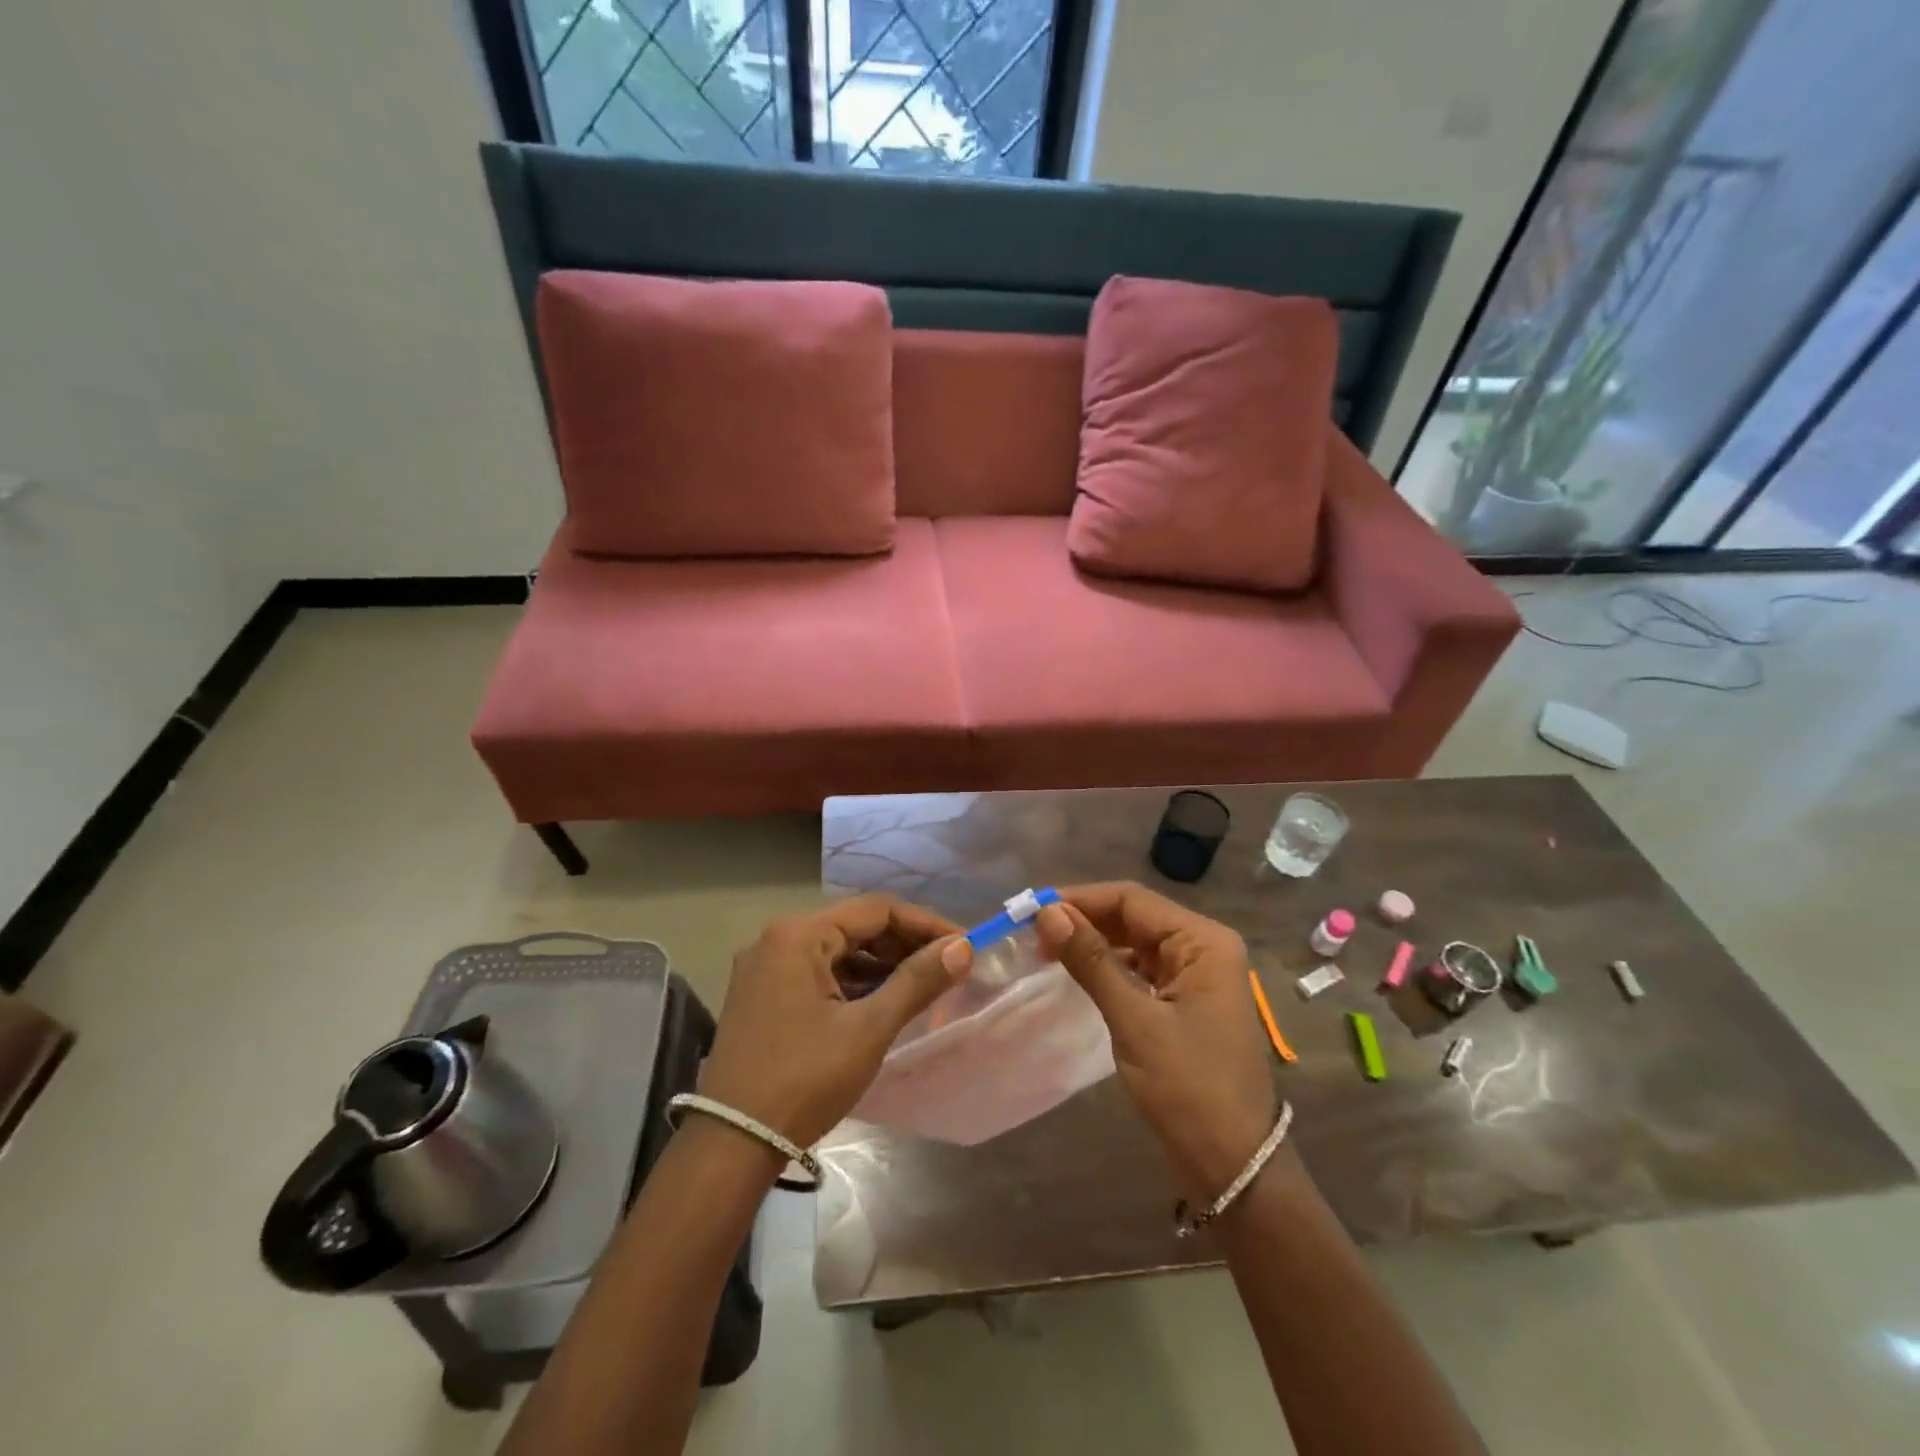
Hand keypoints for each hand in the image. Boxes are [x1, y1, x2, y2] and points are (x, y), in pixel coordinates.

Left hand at [699, 896, 971, 1151]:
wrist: (731, 1145)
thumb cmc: (804, 1079)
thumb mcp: (868, 1029)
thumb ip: (917, 982)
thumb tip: (962, 947)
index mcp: (798, 934)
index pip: (876, 910)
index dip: (925, 923)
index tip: (963, 945)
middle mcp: (777, 940)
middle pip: (855, 927)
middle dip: (904, 945)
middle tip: (947, 967)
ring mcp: (766, 968)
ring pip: (838, 952)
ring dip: (881, 965)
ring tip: (924, 986)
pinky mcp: (763, 996)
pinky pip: (819, 974)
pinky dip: (854, 983)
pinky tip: (883, 1002)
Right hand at [1035, 882, 1278, 1196]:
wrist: (1234, 1165)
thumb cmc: (1189, 1088)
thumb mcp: (1134, 1020)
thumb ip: (1092, 961)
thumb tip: (1048, 912)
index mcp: (1203, 941)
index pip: (1132, 899)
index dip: (1081, 899)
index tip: (1034, 910)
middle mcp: (1204, 947)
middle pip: (1134, 916)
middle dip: (1085, 920)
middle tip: (1034, 933)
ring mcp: (1197, 975)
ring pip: (1135, 942)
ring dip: (1094, 942)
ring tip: (1047, 949)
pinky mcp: (1186, 1000)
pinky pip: (1142, 968)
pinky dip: (1110, 967)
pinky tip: (1078, 972)